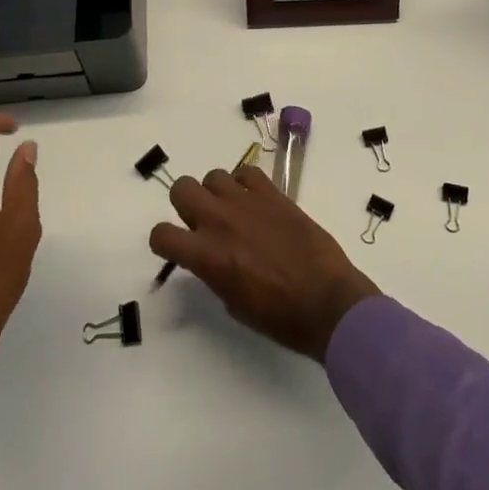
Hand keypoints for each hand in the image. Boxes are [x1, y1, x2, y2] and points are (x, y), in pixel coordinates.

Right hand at [149, 165, 379, 360]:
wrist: (327, 301)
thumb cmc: (279, 317)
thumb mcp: (233, 303)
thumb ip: (213, 272)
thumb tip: (212, 257)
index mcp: (206, 256)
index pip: (161, 234)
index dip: (165, 241)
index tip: (177, 248)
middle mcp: (219, 221)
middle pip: (182, 188)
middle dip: (186, 204)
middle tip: (203, 222)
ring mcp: (247, 202)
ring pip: (214, 176)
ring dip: (217, 193)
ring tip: (233, 211)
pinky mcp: (273, 193)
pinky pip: (247, 172)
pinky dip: (246, 184)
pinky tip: (256, 202)